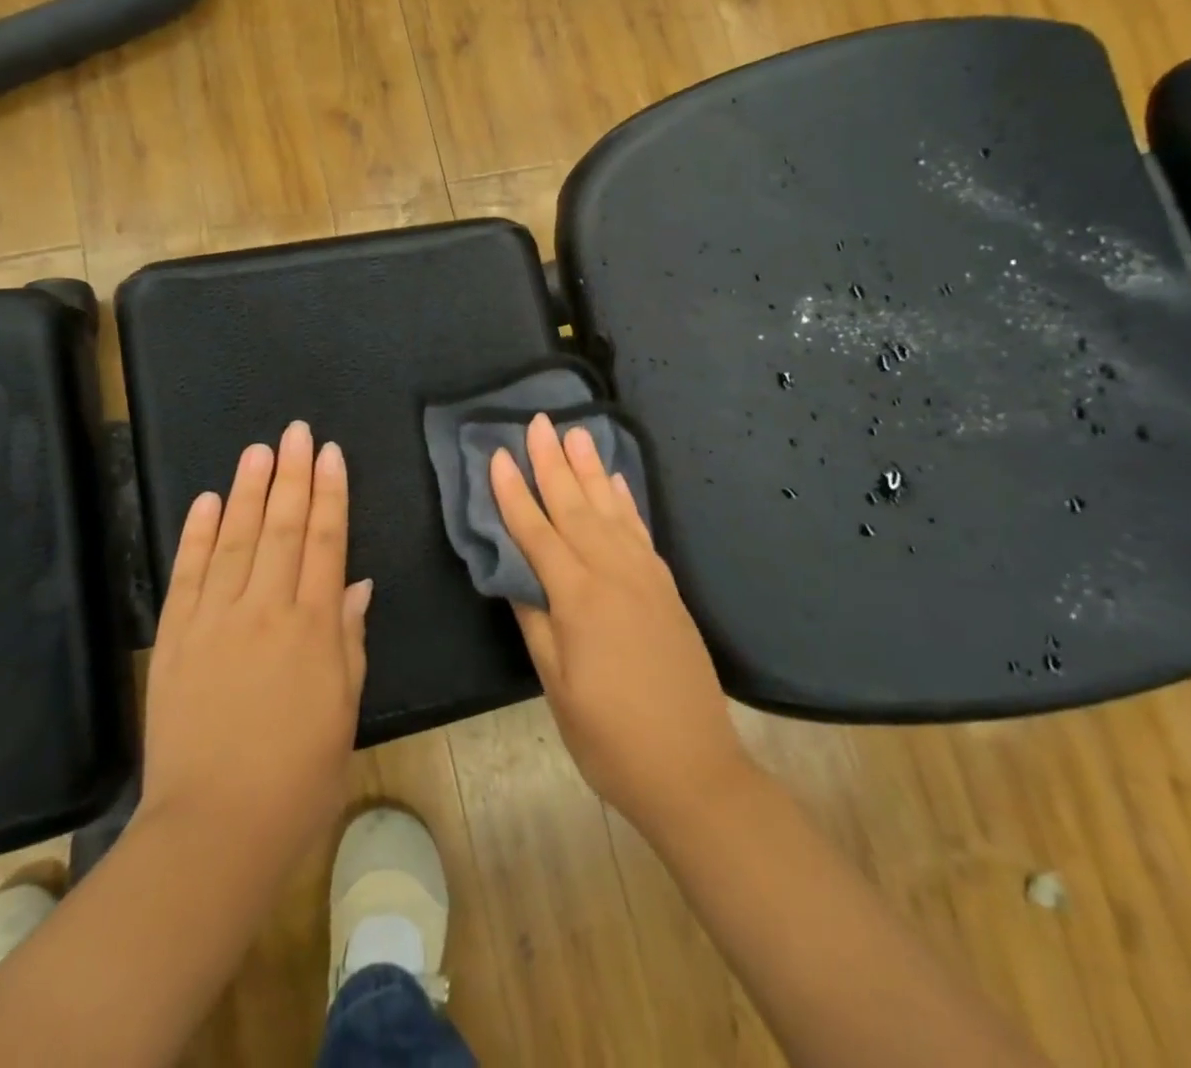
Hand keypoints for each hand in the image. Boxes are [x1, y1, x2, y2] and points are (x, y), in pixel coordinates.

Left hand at [138, 422, 370, 871]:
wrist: (214, 830)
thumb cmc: (299, 776)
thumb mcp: (343, 708)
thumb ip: (349, 640)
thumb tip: (357, 585)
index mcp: (313, 627)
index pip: (325, 542)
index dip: (330, 494)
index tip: (331, 454)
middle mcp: (265, 610)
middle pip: (282, 528)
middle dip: (292, 475)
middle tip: (296, 432)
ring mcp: (215, 622)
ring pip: (236, 540)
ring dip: (249, 491)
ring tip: (259, 450)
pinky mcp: (175, 640)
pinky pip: (188, 576)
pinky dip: (197, 535)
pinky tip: (208, 501)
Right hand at [491, 415, 753, 835]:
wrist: (693, 769)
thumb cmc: (611, 738)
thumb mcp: (558, 687)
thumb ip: (536, 623)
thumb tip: (516, 576)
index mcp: (579, 599)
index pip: (536, 533)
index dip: (513, 494)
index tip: (496, 455)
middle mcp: (613, 574)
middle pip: (575, 507)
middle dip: (552, 462)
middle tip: (540, 421)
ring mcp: (646, 577)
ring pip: (610, 510)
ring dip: (591, 469)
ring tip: (578, 433)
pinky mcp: (666, 587)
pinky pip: (640, 531)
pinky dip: (626, 501)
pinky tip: (617, 481)